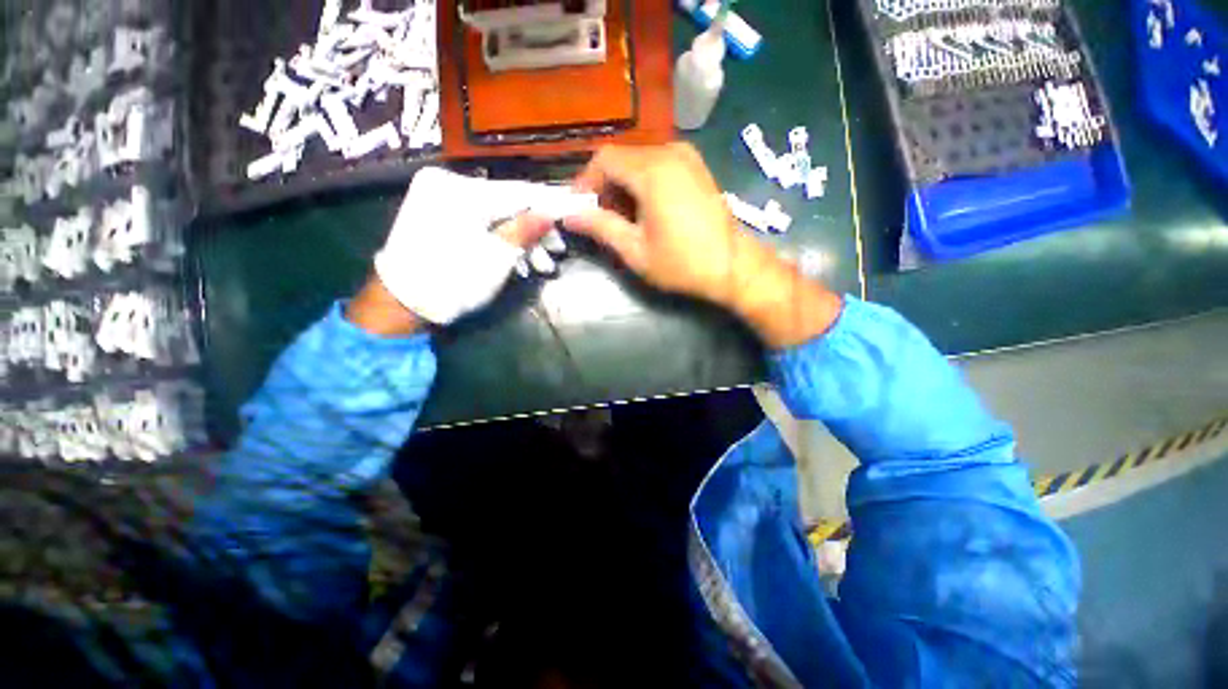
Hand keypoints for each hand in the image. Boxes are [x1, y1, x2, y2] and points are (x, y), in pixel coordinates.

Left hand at [371, 168, 552, 326]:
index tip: (572, 215)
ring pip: (494, 213)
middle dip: (535, 230)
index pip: (519, 191)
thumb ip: (525, 231)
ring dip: (519, 239)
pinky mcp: (434, 211)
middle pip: (507, 203)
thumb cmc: (453, 282)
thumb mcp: (497, 258)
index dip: (549, 204)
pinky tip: (515, 262)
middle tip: (555, 253)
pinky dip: (498, 237)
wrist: (401, 302)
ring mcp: (438, 196)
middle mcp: (447, 182)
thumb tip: (551, 213)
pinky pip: (478, 218)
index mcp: (461, 190)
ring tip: (539, 267)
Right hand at [565, 144, 842, 348]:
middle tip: (600, 219)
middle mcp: (670, 152)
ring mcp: (687, 157)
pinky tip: (646, 210)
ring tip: (623, 219)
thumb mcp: (635, 250)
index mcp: (653, 170)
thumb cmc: (682, 263)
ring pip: (639, 160)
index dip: (585, 181)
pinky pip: (658, 164)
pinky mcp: (696, 166)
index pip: (605, 159)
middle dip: (605, 186)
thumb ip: (600, 227)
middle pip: (622, 157)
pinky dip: (643, 183)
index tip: (578, 208)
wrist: (732, 266)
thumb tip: (569, 216)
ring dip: (624, 186)